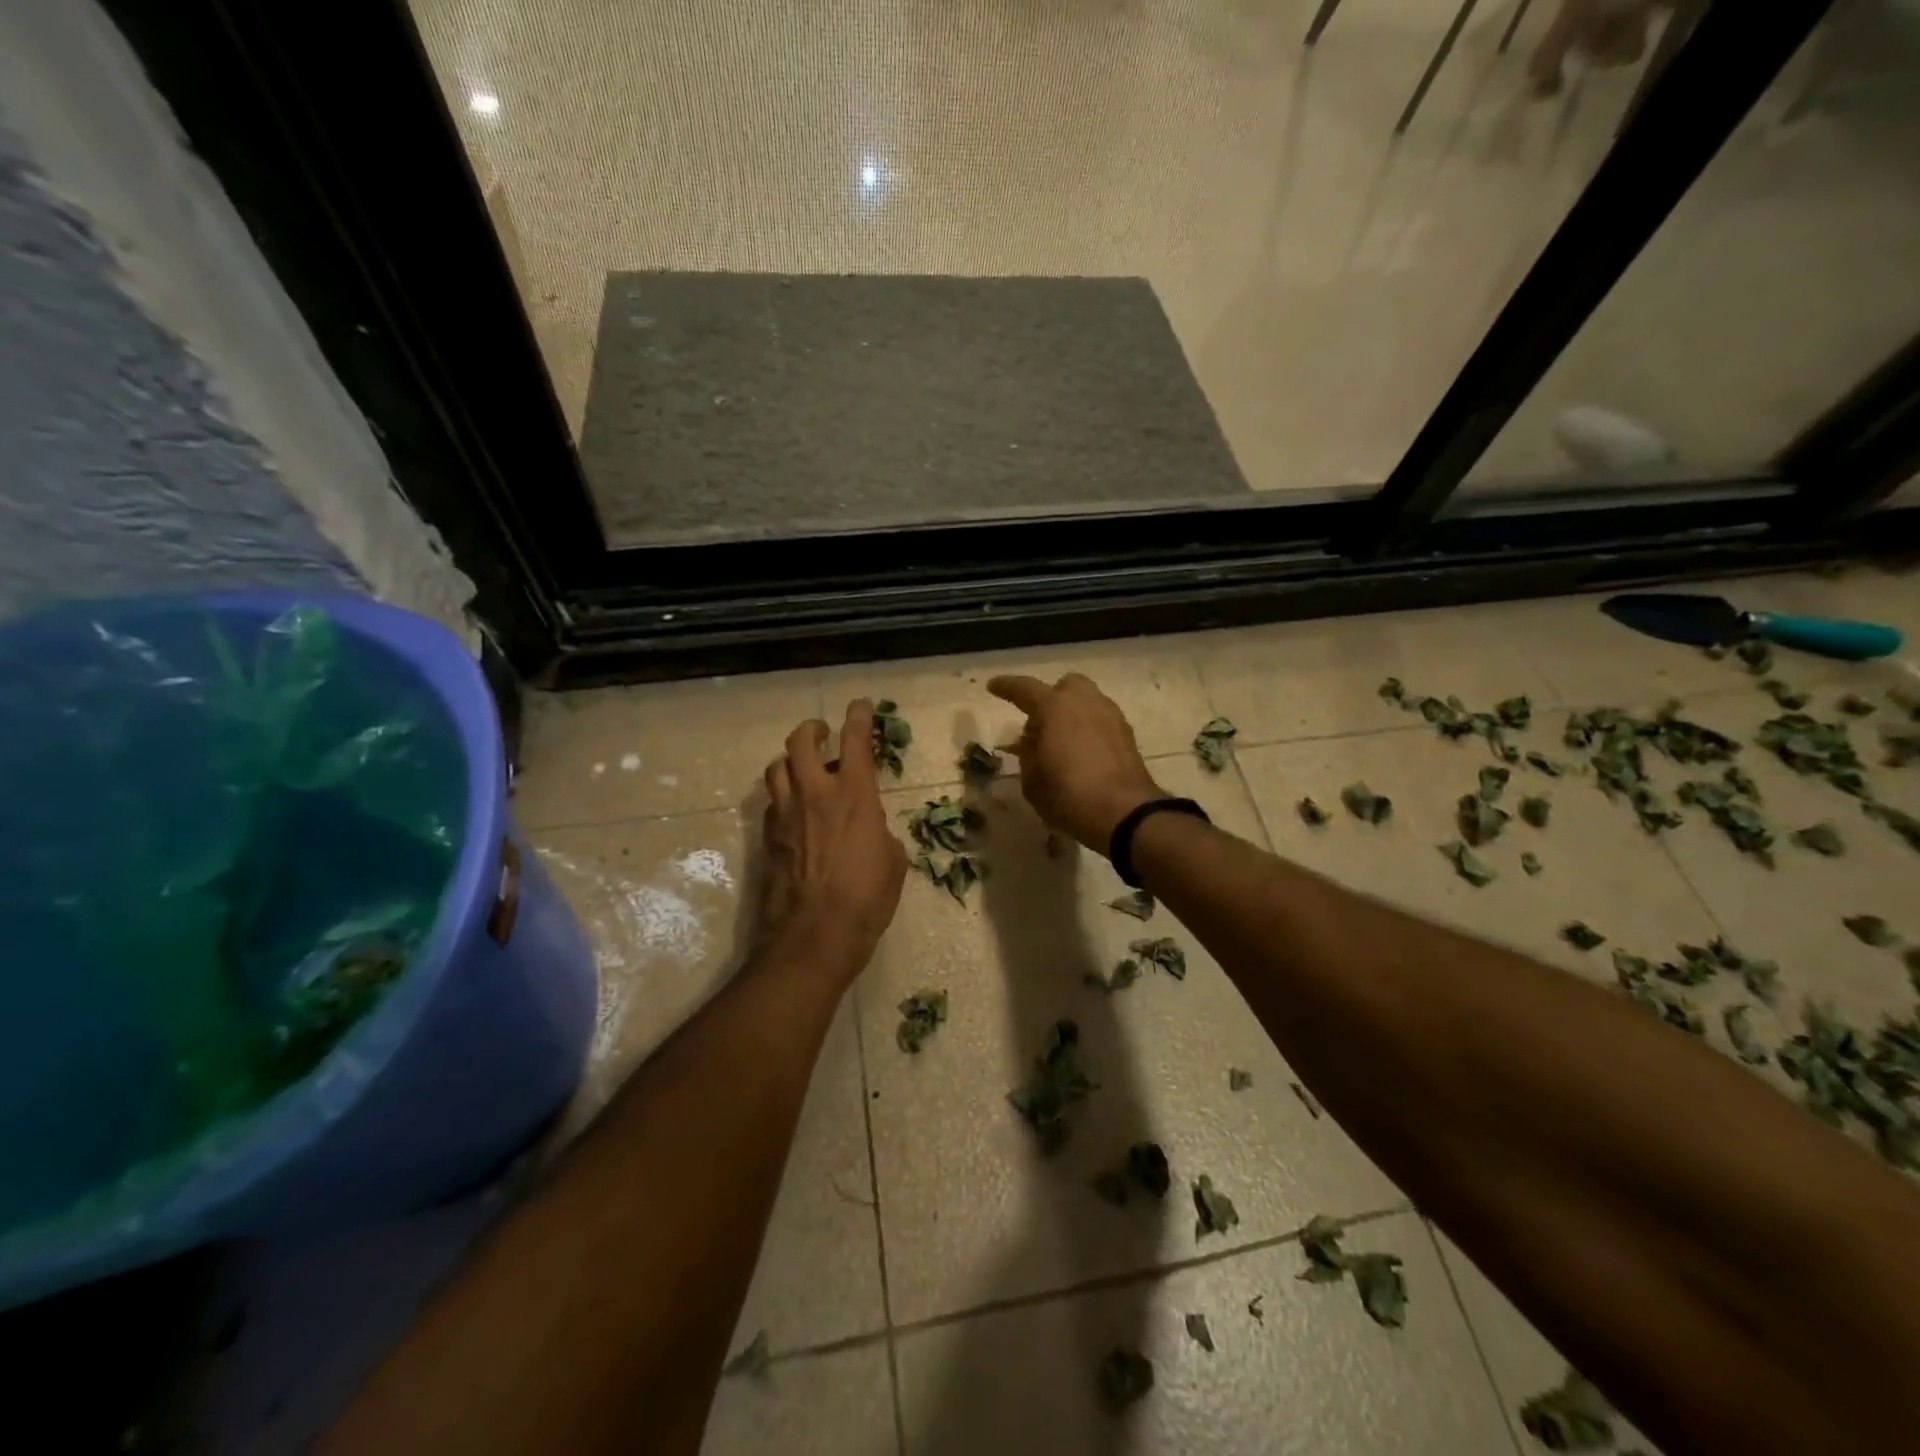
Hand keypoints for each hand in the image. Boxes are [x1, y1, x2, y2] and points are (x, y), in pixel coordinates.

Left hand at [754, 700, 907, 985]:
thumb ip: (880, 832)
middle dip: (812, 730)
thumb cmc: (866, 900)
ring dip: (790, 760)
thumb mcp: (893, 862)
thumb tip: (871, 829)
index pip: (855, 741)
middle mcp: (815, 794)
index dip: (858, 717)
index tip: (860, 705)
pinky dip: (783, 795)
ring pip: (777, 767)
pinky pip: (772, 801)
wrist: (813, 938)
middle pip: (801, 742)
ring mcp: (785, 815)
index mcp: (854, 796)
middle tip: (823, 733)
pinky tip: (794, 810)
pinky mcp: (767, 838)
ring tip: (803, 769)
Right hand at [987, 673, 1164, 853]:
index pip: (1025, 688)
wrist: (1125, 813)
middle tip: (1039, 727)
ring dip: (1071, 715)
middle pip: (1065, 687)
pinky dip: (1088, 729)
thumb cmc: (1069, 795)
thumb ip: (1028, 755)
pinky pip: (1100, 721)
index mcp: (1055, 707)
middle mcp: (1085, 702)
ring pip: (1086, 702)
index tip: (993, 686)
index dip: (1006, 687)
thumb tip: (1034, 743)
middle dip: (1050, 699)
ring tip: (1061, 744)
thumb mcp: (1032, 781)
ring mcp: (1110, 716)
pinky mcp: (1127, 735)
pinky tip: (1082, 755)